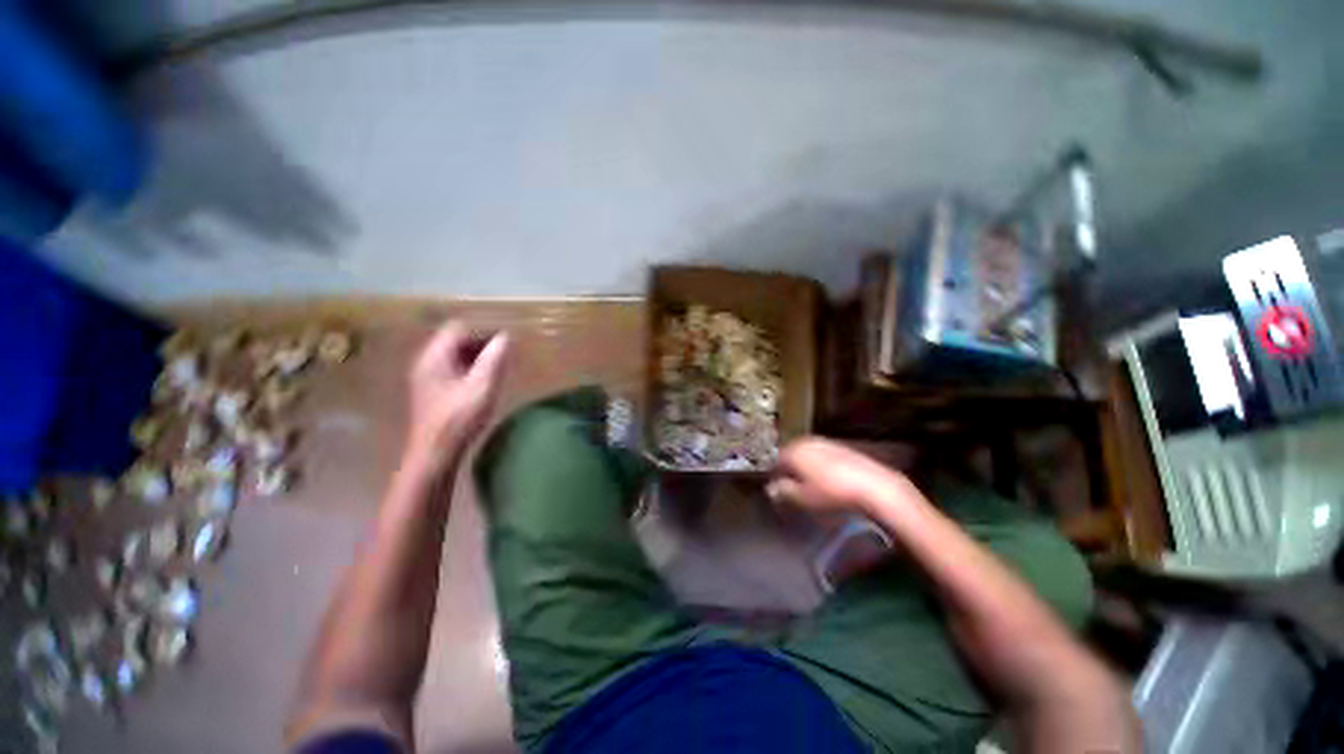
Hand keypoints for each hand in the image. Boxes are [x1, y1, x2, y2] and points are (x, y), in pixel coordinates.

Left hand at [405, 321, 509, 467]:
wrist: (435, 452)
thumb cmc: (460, 418)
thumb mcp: (483, 386)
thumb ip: (494, 359)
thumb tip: (505, 337)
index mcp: (435, 357)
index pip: (457, 328)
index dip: (482, 330)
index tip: (504, 342)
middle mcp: (426, 362)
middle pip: (454, 339)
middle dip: (480, 342)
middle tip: (504, 354)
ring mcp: (426, 376)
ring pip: (453, 354)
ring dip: (476, 356)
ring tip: (497, 367)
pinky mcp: (431, 390)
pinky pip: (451, 368)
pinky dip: (469, 368)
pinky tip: (483, 382)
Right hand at [767, 438, 913, 515]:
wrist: (874, 486)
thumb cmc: (832, 492)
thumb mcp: (803, 497)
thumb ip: (784, 492)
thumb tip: (771, 489)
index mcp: (793, 450)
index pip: (775, 461)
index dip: (773, 475)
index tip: (776, 489)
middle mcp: (806, 441)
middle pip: (790, 454)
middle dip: (789, 469)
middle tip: (791, 486)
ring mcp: (825, 442)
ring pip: (807, 454)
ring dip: (805, 466)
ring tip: (809, 484)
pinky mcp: (842, 447)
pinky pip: (822, 455)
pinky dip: (819, 465)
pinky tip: (827, 479)